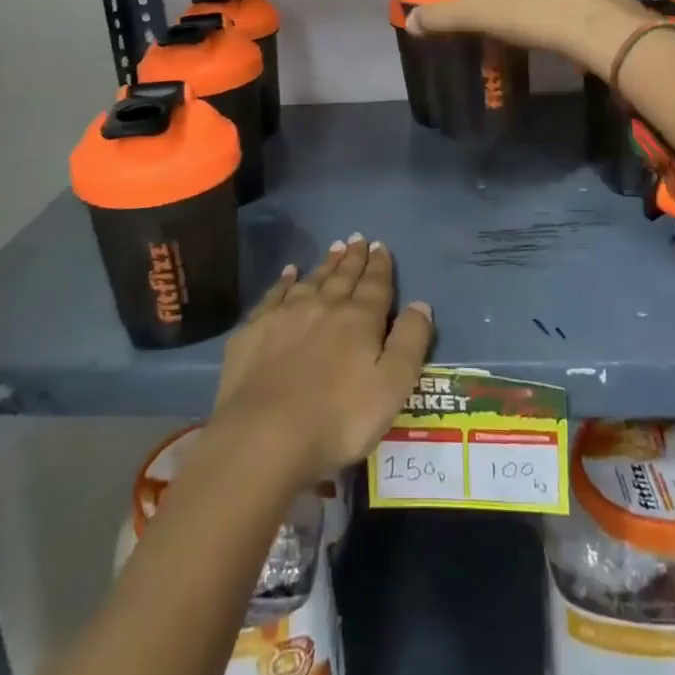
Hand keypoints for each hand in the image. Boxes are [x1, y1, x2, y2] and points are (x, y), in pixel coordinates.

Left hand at [212, 235, 432, 487]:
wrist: (265, 435)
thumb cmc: (339, 418)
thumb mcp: (393, 386)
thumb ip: (410, 342)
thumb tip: (421, 304)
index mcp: (359, 319)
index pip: (374, 285)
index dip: (380, 266)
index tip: (380, 246)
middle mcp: (323, 306)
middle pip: (342, 277)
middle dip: (353, 258)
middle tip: (357, 239)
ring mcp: (284, 315)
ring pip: (311, 280)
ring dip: (324, 265)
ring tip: (333, 249)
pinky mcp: (253, 331)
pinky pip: (274, 295)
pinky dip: (284, 281)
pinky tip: (289, 273)